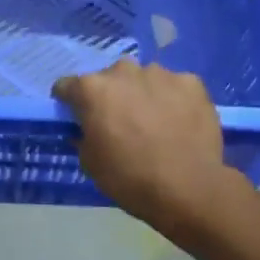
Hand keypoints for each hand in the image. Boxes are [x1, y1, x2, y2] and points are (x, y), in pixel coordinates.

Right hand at [52, 59, 230, 234]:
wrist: (188, 188)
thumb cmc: (130, 178)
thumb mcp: (90, 163)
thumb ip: (84, 136)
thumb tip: (88, 129)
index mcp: (93, 89)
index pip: (67, 86)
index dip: (70, 102)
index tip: (78, 117)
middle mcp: (123, 71)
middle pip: (109, 78)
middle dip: (111, 95)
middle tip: (121, 121)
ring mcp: (160, 74)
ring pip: (144, 78)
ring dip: (143, 93)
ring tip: (155, 121)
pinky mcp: (191, 82)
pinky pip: (175, 86)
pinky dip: (174, 99)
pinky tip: (180, 121)